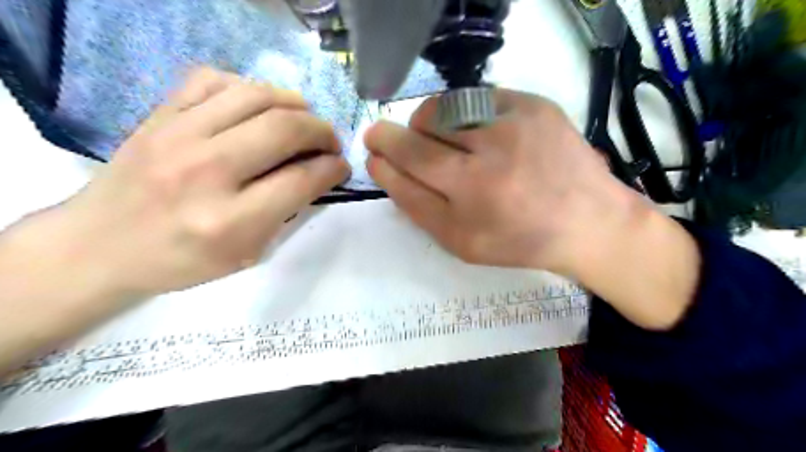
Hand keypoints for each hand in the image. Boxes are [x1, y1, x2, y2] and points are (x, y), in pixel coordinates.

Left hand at [44, 68, 345, 298]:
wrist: (99, 245)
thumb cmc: (181, 260)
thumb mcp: (246, 254)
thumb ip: (287, 213)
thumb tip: (318, 174)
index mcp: (230, 220)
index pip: (303, 179)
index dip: (333, 168)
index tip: (341, 166)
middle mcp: (206, 171)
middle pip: (285, 129)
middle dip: (323, 131)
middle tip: (329, 143)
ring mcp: (177, 135)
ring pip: (256, 95)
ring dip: (294, 104)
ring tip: (302, 120)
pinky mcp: (159, 115)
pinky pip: (214, 79)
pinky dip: (248, 88)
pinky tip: (257, 107)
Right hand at [367, 88, 699, 327]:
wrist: (587, 222)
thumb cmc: (518, 240)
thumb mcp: (460, 242)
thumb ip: (417, 206)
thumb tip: (385, 168)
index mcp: (471, 195)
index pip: (409, 160)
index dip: (383, 152)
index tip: (374, 149)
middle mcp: (490, 155)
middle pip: (421, 129)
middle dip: (398, 135)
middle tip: (398, 143)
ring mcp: (515, 123)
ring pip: (445, 107)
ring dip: (430, 123)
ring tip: (439, 140)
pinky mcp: (534, 104)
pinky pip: (477, 97)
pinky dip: (463, 112)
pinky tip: (473, 132)